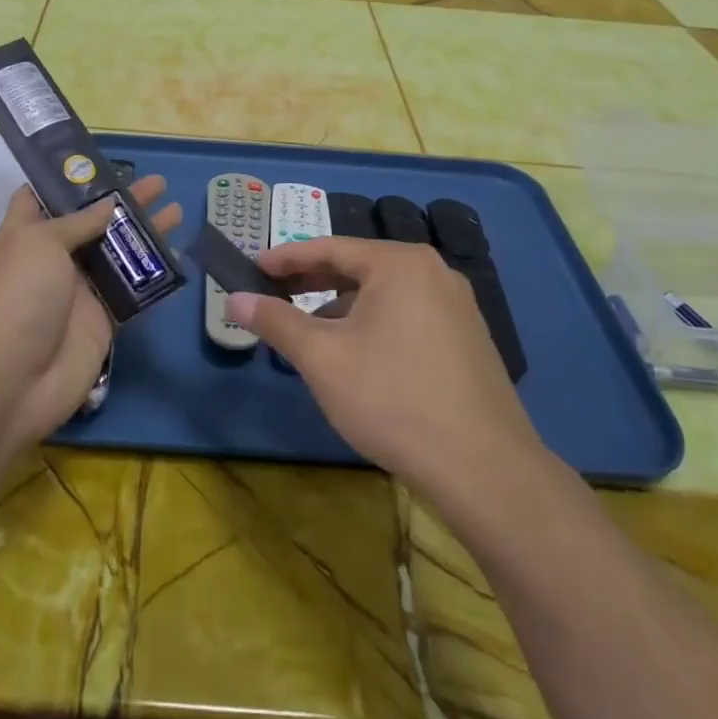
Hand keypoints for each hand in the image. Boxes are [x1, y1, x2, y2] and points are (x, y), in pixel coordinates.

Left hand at [0, 177, 180, 455]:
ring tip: (176, 210)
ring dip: (144, 232)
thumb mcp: (38, 244)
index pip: (42, 197)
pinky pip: (133, 291)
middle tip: (157, 182)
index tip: (101, 161)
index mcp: (24, 235)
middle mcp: (52, 259)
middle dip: (122, 201)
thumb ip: (76, 222)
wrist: (11, 382)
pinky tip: (178, 255)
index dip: (69, 179)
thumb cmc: (16, 299)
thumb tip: (108, 205)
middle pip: (91, 222)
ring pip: (117, 253)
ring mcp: (79, 291)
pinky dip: (153, 274)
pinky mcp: (102, 320)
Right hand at [226, 238, 545, 504]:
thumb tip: (233, 299)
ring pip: (382, 293)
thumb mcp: (322, 358)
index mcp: (400, 264)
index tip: (251, 268)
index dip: (284, 258)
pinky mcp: (467, 338)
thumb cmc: (392, 399)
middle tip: (271, 295)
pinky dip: (372, 323)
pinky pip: (406, 314)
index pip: (329, 248)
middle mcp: (433, 272)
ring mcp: (457, 305)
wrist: (484, 470)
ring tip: (308, 332)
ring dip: (340, 305)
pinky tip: (355, 355)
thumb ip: (275, 321)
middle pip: (358, 267)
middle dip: (311, 282)